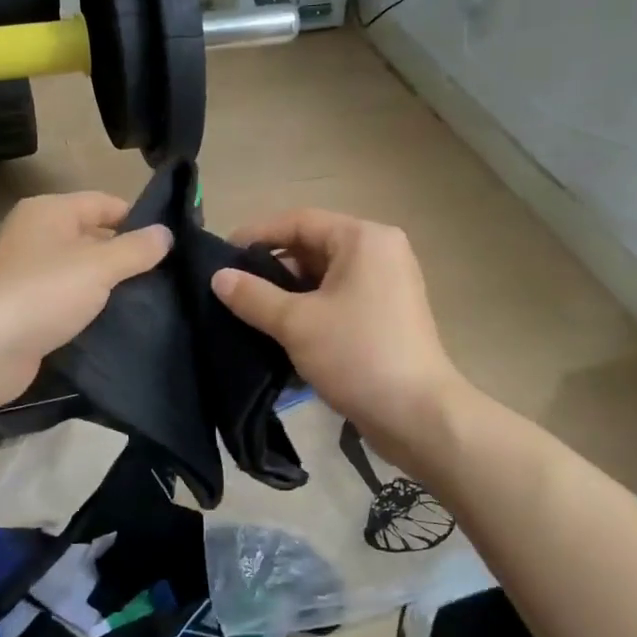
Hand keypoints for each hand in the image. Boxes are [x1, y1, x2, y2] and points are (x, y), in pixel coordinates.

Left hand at [0, 192, 170, 407]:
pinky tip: (120, 322)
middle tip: (169, 274)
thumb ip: (136, 249)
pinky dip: (92, 308)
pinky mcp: (30, 309)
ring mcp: (30, 274)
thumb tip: (166, 233)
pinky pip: (70, 300)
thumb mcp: (99, 266)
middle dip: (128, 254)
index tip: (172, 242)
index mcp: (49, 211)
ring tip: (153, 299)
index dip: (138, 219)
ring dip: (111, 285)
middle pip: (93, 236)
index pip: (104, 203)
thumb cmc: (44, 292)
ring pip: (83, 271)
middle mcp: (37, 236)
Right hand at [212, 209, 465, 466]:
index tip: (222, 256)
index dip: (257, 235)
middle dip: (272, 267)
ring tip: (251, 313)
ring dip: (289, 293)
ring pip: (326, 277)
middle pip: (314, 247)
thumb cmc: (357, 355)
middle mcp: (380, 252)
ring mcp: (388, 285)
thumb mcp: (296, 323)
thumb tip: (218, 277)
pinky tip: (282, 332)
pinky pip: (340, 299)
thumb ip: (253, 296)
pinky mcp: (388, 315)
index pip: (299, 221)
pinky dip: (311, 309)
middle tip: (234, 289)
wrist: (418, 415)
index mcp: (363, 239)